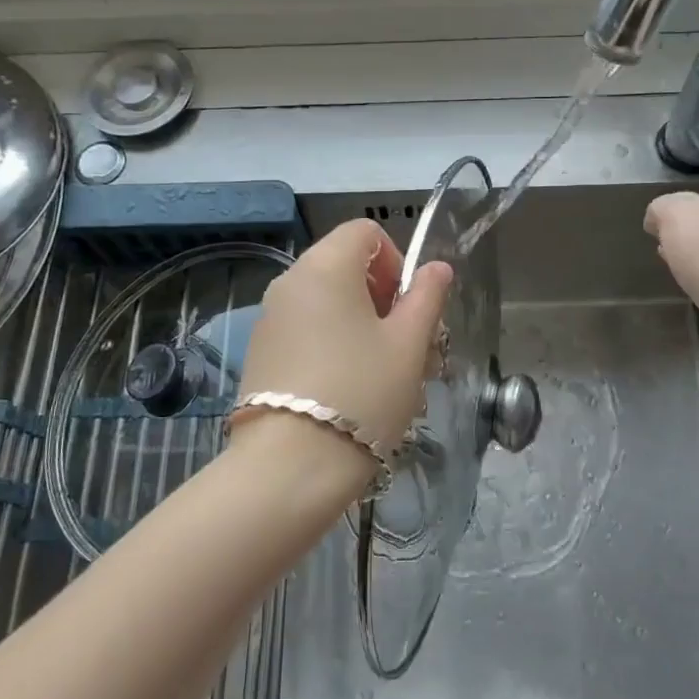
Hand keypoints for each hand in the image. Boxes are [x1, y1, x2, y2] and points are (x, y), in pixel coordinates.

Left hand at [239, 219, 453, 455]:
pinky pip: (305, 331)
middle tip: (407, 346)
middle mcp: (290, 282)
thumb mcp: (409, 344)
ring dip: (361, 325)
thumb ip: (426, 297)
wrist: (290, 467)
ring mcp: (269, 319)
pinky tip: (349, 391)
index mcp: (325, 266)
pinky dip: (332, 344)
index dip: (395, 260)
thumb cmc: (363, 393)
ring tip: (384, 375)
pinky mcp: (261, 354)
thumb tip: (437, 268)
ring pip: (327, 303)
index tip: (407, 307)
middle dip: (383, 298)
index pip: (365, 231)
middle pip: (345, 267)